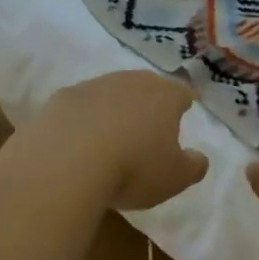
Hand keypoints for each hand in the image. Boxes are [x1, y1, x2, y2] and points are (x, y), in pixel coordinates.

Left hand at [38, 71, 209, 211]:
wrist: (65, 163)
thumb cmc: (133, 168)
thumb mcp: (175, 178)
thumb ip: (193, 166)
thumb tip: (199, 157)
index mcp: (164, 95)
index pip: (182, 93)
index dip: (184, 102)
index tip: (185, 110)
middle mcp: (130, 81)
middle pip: (145, 86)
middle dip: (148, 102)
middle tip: (148, 124)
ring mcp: (92, 86)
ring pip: (109, 93)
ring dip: (113, 109)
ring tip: (110, 136)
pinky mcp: (59, 98)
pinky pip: (78, 107)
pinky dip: (81, 120)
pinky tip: (77, 142)